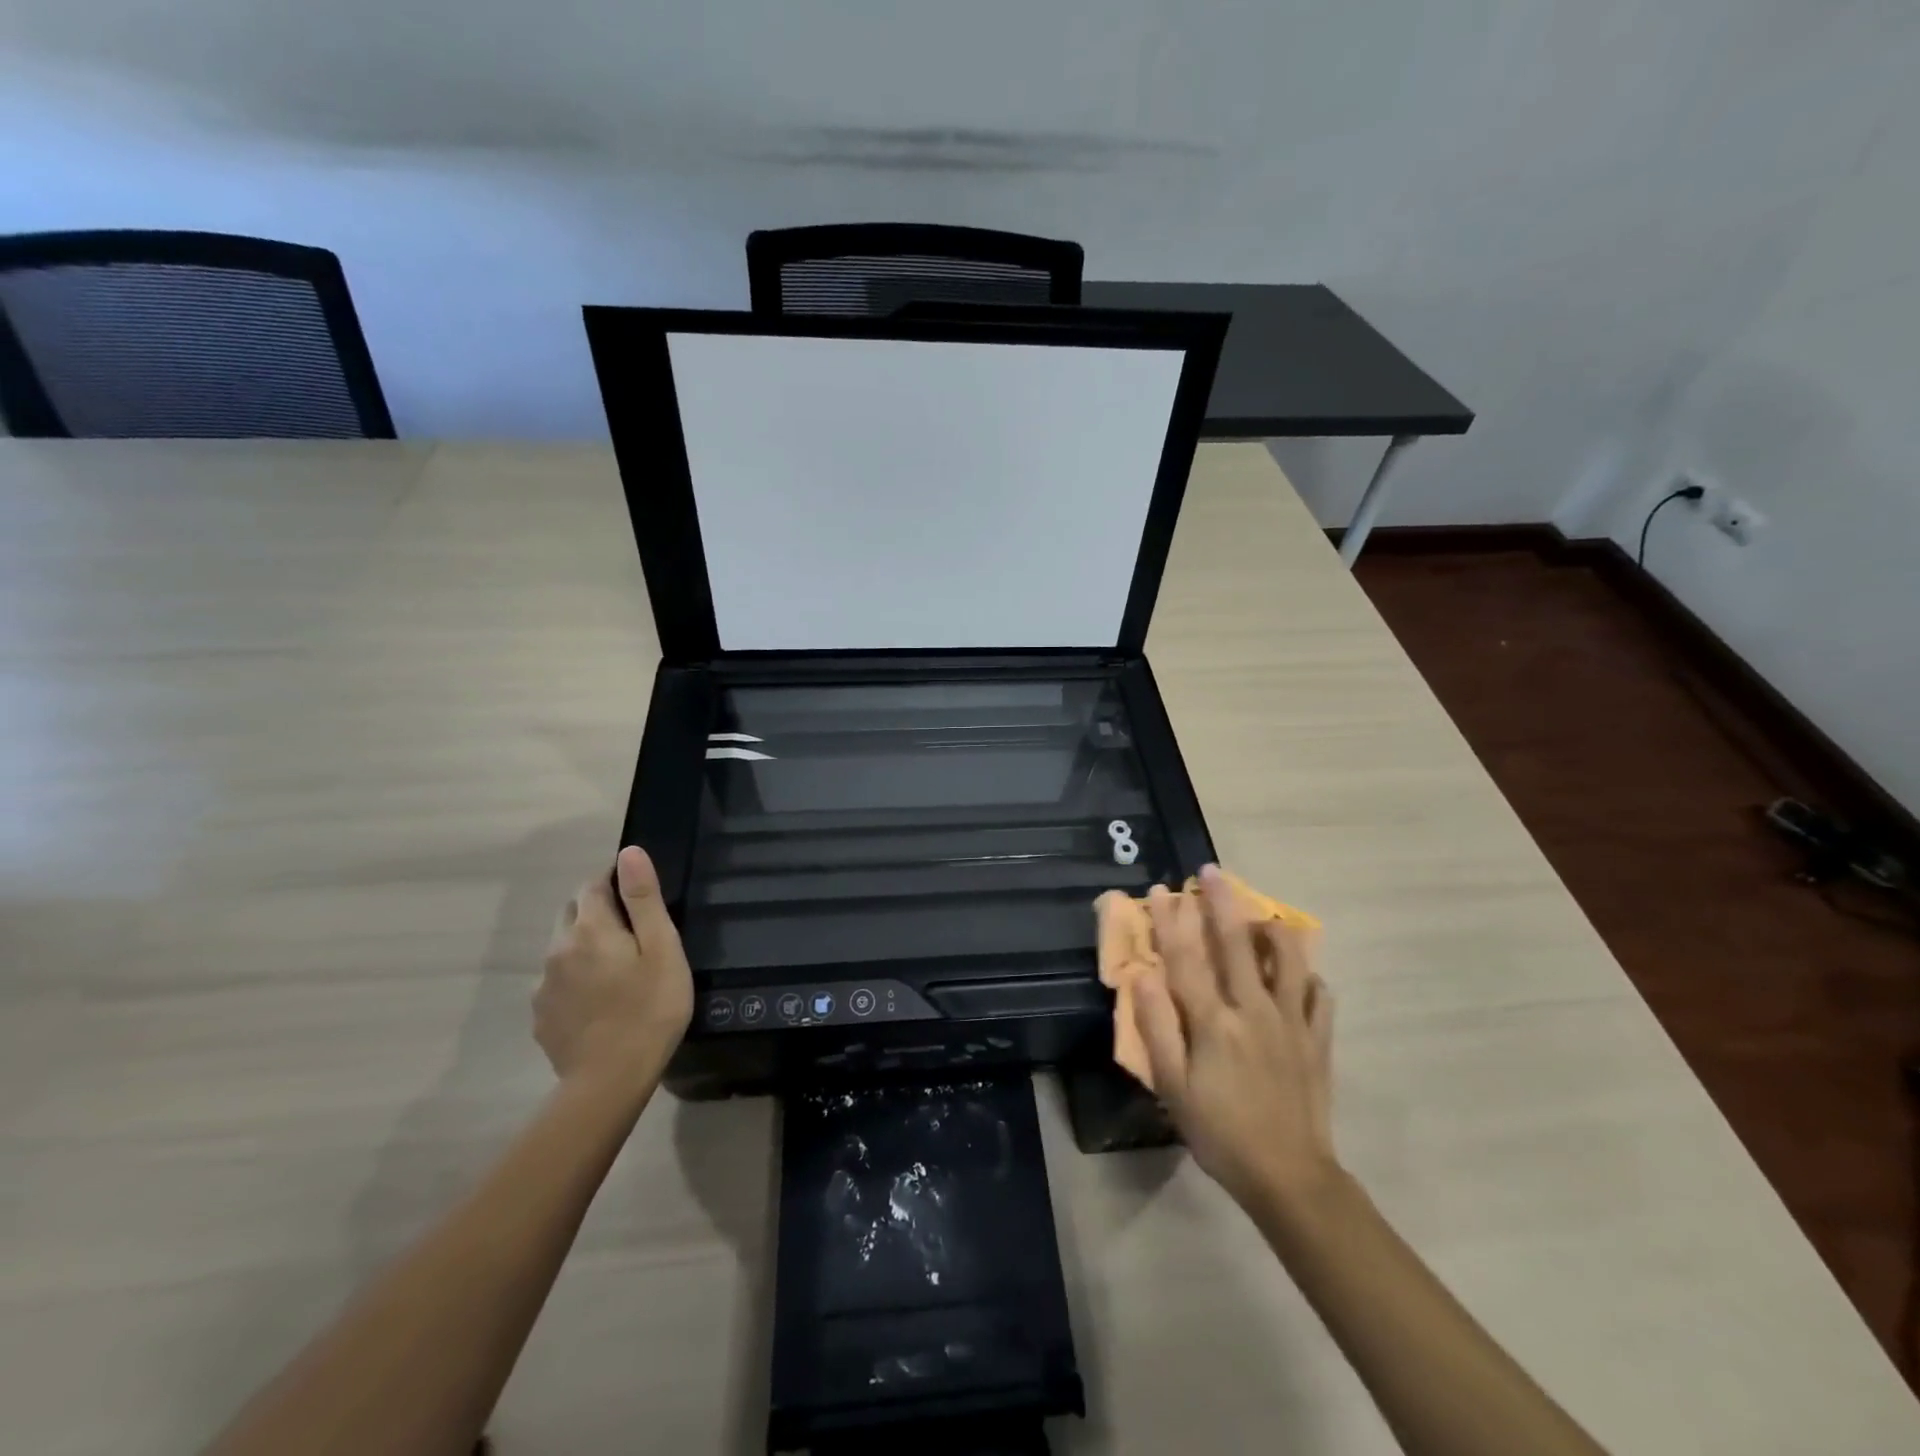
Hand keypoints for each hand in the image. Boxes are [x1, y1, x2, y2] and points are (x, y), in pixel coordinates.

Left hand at [535, 846, 692, 1095]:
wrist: (609, 1081)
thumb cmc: (650, 1008)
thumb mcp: (662, 949)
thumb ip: (643, 899)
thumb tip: (629, 853)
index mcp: (590, 928)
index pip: (593, 884)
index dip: (613, 878)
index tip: (636, 888)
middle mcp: (558, 949)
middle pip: (572, 912)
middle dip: (596, 908)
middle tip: (632, 928)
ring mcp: (543, 985)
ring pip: (562, 948)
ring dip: (584, 944)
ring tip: (616, 966)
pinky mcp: (541, 1016)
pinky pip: (556, 981)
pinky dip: (575, 977)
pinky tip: (598, 999)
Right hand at [1133, 864, 1337, 1213]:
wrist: (1289, 1178)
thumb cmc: (1220, 1133)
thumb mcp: (1174, 1087)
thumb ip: (1158, 1027)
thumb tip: (1142, 976)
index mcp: (1214, 1022)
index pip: (1187, 957)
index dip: (1172, 920)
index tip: (1162, 889)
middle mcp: (1254, 1010)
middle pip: (1237, 943)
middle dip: (1222, 902)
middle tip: (1213, 871)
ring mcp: (1292, 1022)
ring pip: (1289, 959)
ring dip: (1273, 929)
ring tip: (1261, 917)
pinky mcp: (1318, 1040)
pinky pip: (1318, 994)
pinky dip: (1308, 976)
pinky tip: (1298, 974)